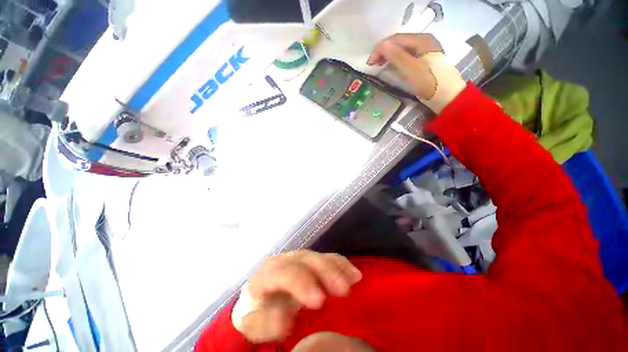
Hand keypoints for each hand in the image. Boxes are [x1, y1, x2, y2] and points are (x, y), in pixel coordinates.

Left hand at [231, 250, 361, 342]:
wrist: (259, 298)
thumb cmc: (257, 314)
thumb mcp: (255, 324)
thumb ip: (267, 322)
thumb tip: (285, 318)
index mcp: (266, 275)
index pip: (284, 273)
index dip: (302, 283)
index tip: (320, 300)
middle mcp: (282, 261)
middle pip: (305, 260)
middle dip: (325, 272)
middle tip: (343, 289)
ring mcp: (296, 258)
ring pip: (317, 256)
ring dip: (335, 267)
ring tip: (353, 280)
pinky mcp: (308, 260)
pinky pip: (325, 258)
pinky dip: (339, 264)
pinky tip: (353, 273)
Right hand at [367, 33, 465, 112]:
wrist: (446, 97)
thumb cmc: (429, 83)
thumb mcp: (412, 69)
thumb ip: (397, 56)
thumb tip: (383, 46)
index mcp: (422, 40)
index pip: (396, 39)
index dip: (381, 49)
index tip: (369, 63)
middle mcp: (424, 41)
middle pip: (399, 43)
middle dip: (384, 52)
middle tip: (372, 64)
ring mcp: (425, 51)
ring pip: (402, 49)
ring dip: (389, 56)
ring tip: (379, 65)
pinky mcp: (424, 61)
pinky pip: (406, 56)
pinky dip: (396, 61)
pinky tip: (390, 66)